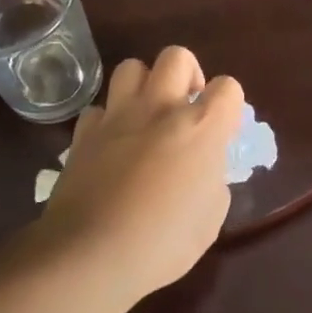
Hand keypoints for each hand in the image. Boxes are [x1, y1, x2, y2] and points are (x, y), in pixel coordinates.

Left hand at [36, 46, 244, 300]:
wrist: (90, 256)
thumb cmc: (162, 243)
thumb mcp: (210, 219)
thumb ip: (212, 180)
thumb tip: (202, 170)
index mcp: (201, 127)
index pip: (228, 87)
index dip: (228, 106)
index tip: (222, 130)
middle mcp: (160, 108)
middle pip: (177, 56)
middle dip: (187, 75)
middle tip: (185, 108)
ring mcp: (117, 116)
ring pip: (131, 67)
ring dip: (144, 86)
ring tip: (146, 117)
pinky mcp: (83, 133)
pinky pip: (98, 109)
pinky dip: (107, 121)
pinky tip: (111, 145)